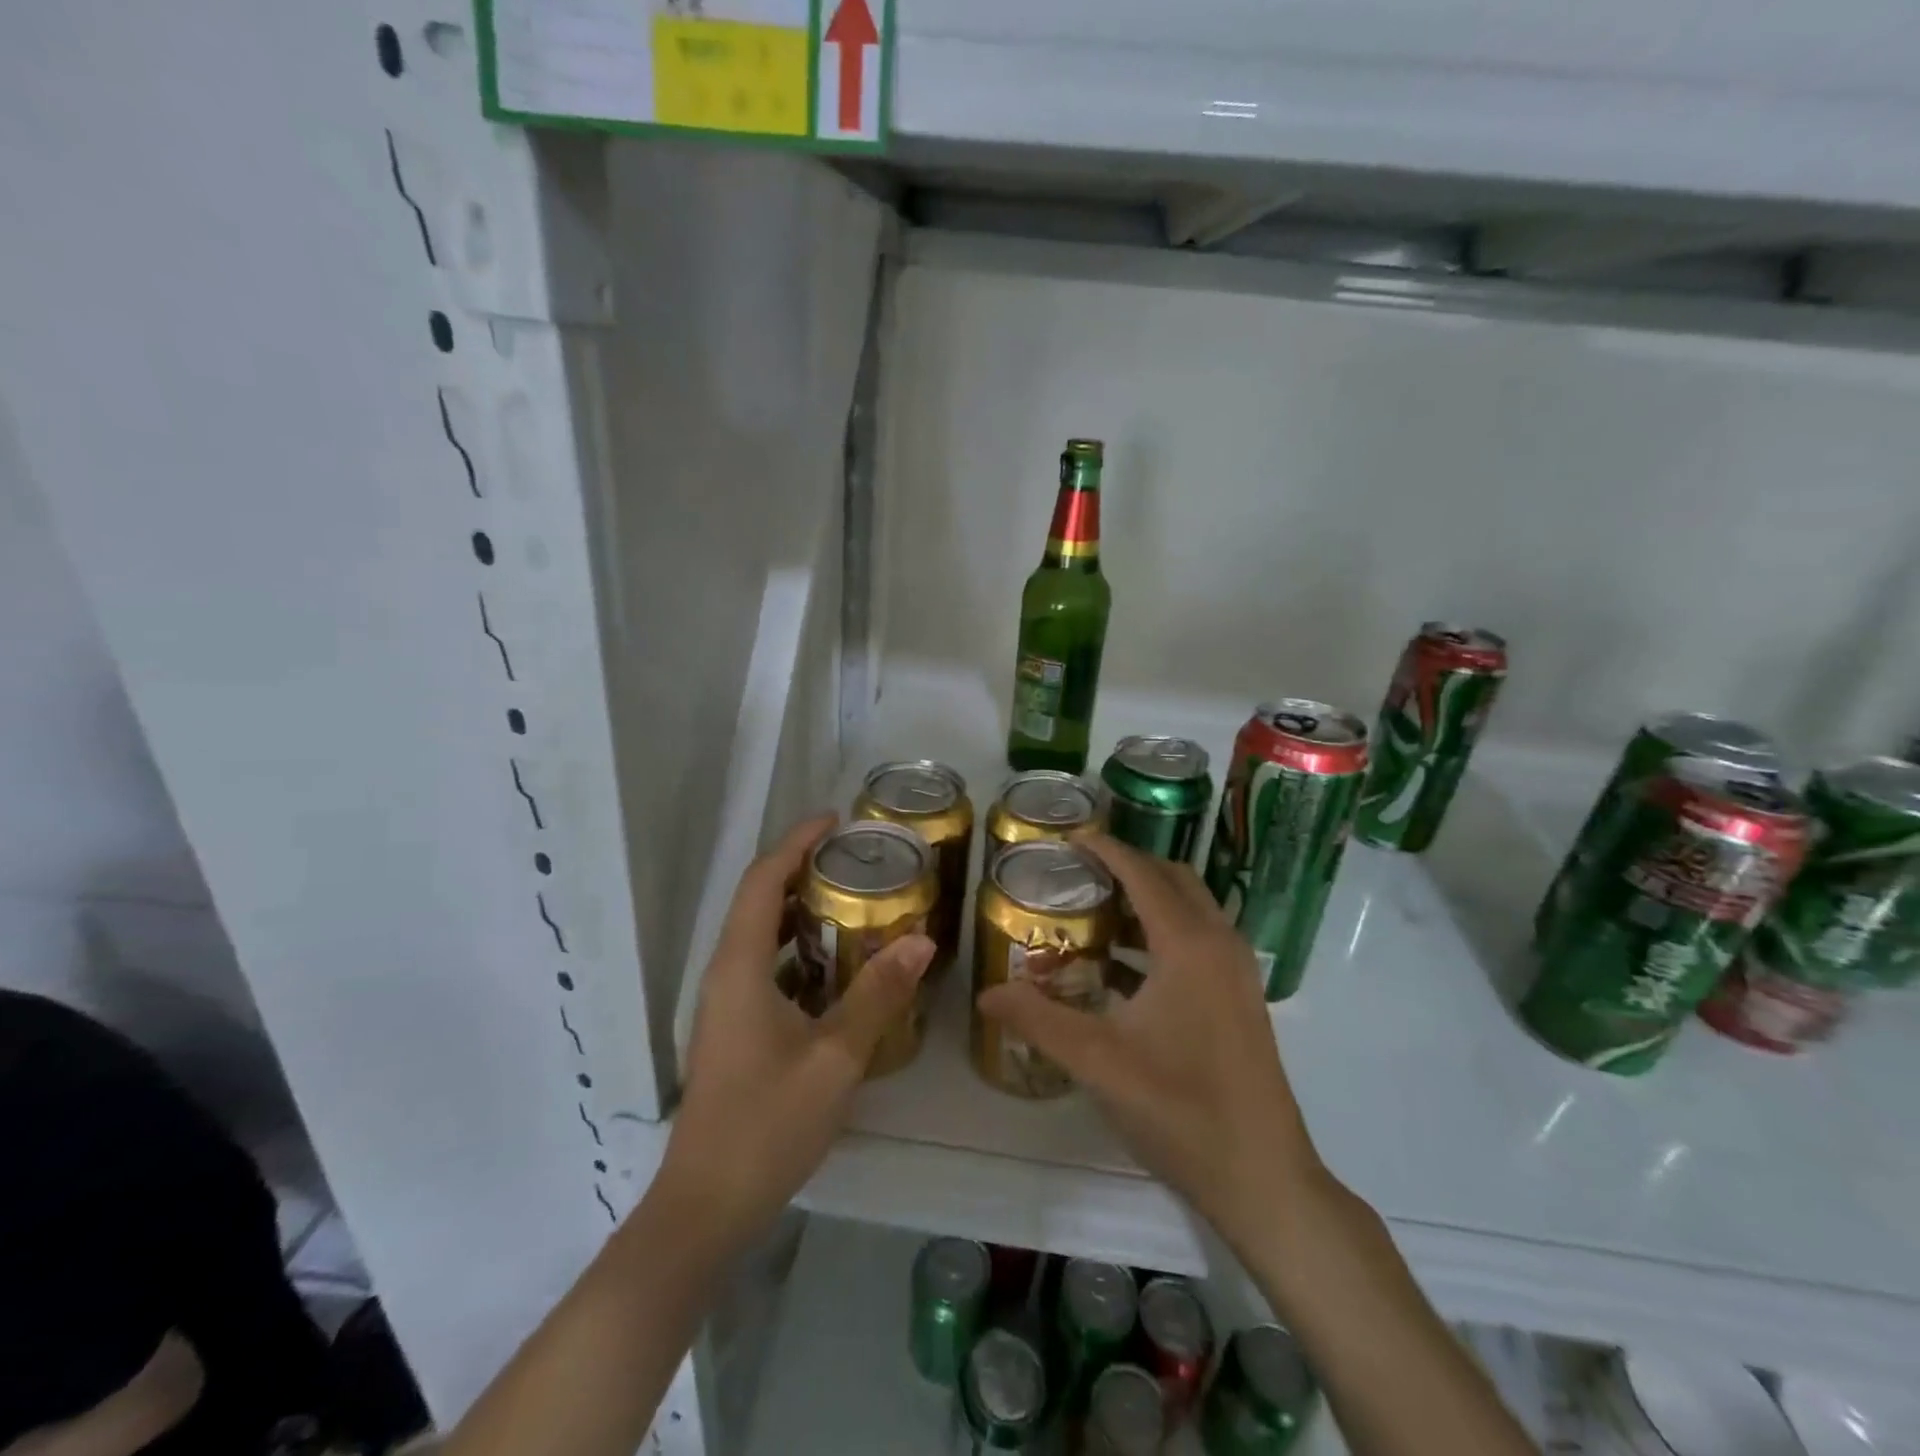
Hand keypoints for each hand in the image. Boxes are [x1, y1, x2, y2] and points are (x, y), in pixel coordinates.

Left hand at [659, 814, 936, 1251]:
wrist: (706, 1207)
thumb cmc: (767, 1124)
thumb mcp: (835, 1056)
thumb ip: (878, 995)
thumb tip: (922, 940)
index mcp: (740, 966)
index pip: (764, 881)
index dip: (796, 842)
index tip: (836, 820)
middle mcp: (726, 974)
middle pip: (761, 901)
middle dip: (805, 870)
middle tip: (859, 860)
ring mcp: (727, 1005)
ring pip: (764, 937)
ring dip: (804, 911)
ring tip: (857, 901)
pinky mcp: (735, 1030)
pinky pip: (768, 969)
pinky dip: (801, 951)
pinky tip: (841, 967)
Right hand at [976, 835, 1327, 1255]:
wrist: (1263, 1178)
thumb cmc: (1181, 1109)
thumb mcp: (1098, 1062)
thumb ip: (1038, 1020)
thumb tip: (986, 993)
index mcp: (1189, 945)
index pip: (1144, 875)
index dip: (1108, 850)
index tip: (1071, 838)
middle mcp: (1219, 945)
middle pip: (1174, 880)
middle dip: (1129, 867)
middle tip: (1080, 872)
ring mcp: (1236, 973)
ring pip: (1191, 911)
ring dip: (1148, 901)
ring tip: (1094, 911)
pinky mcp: (1240, 999)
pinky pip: (1198, 942)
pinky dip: (1162, 935)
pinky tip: (1123, 968)